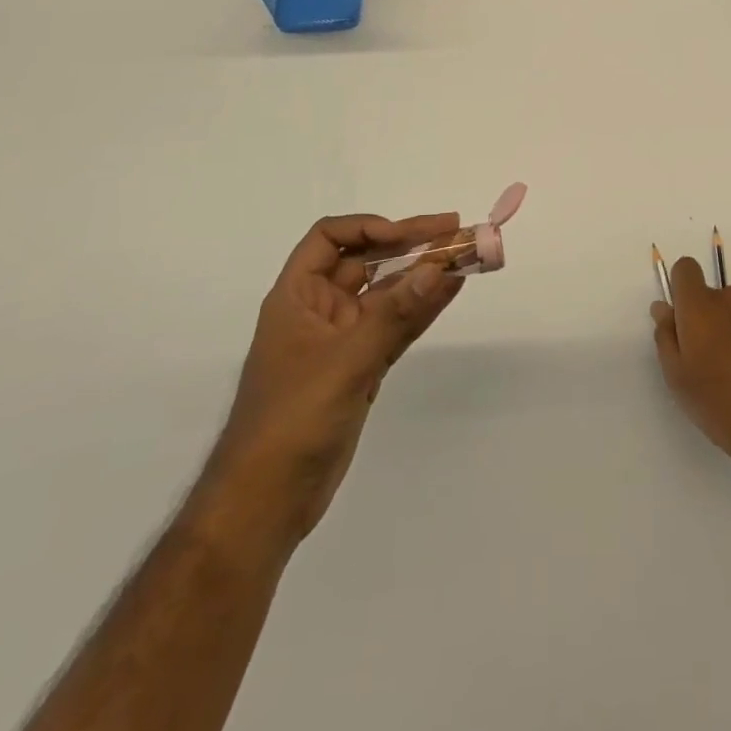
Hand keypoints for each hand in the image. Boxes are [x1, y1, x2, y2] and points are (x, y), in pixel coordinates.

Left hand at [202, 212, 464, 547]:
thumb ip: (394, 315)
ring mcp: (342, 340)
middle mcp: (319, 310)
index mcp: (297, 297)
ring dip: (422, 275)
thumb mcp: (345, 362)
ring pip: (387, 294)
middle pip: (366, 261)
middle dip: (409, 244)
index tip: (406, 236)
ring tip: (464, 255)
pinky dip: (422, 308)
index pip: (328, 239)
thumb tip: (439, 268)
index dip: (367, 227)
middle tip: (454, 229)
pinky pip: (396, 326)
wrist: (265, 503)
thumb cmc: (292, 420)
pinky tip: (451, 290)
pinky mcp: (361, 368)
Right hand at [651, 259, 730, 483]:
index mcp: (699, 308)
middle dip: (708, 317)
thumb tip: (663, 307)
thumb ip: (666, 336)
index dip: (682, 289)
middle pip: (713, 295)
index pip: (686, 269)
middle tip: (711, 359)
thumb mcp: (678, 379)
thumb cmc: (721, 406)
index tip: (684, 319)